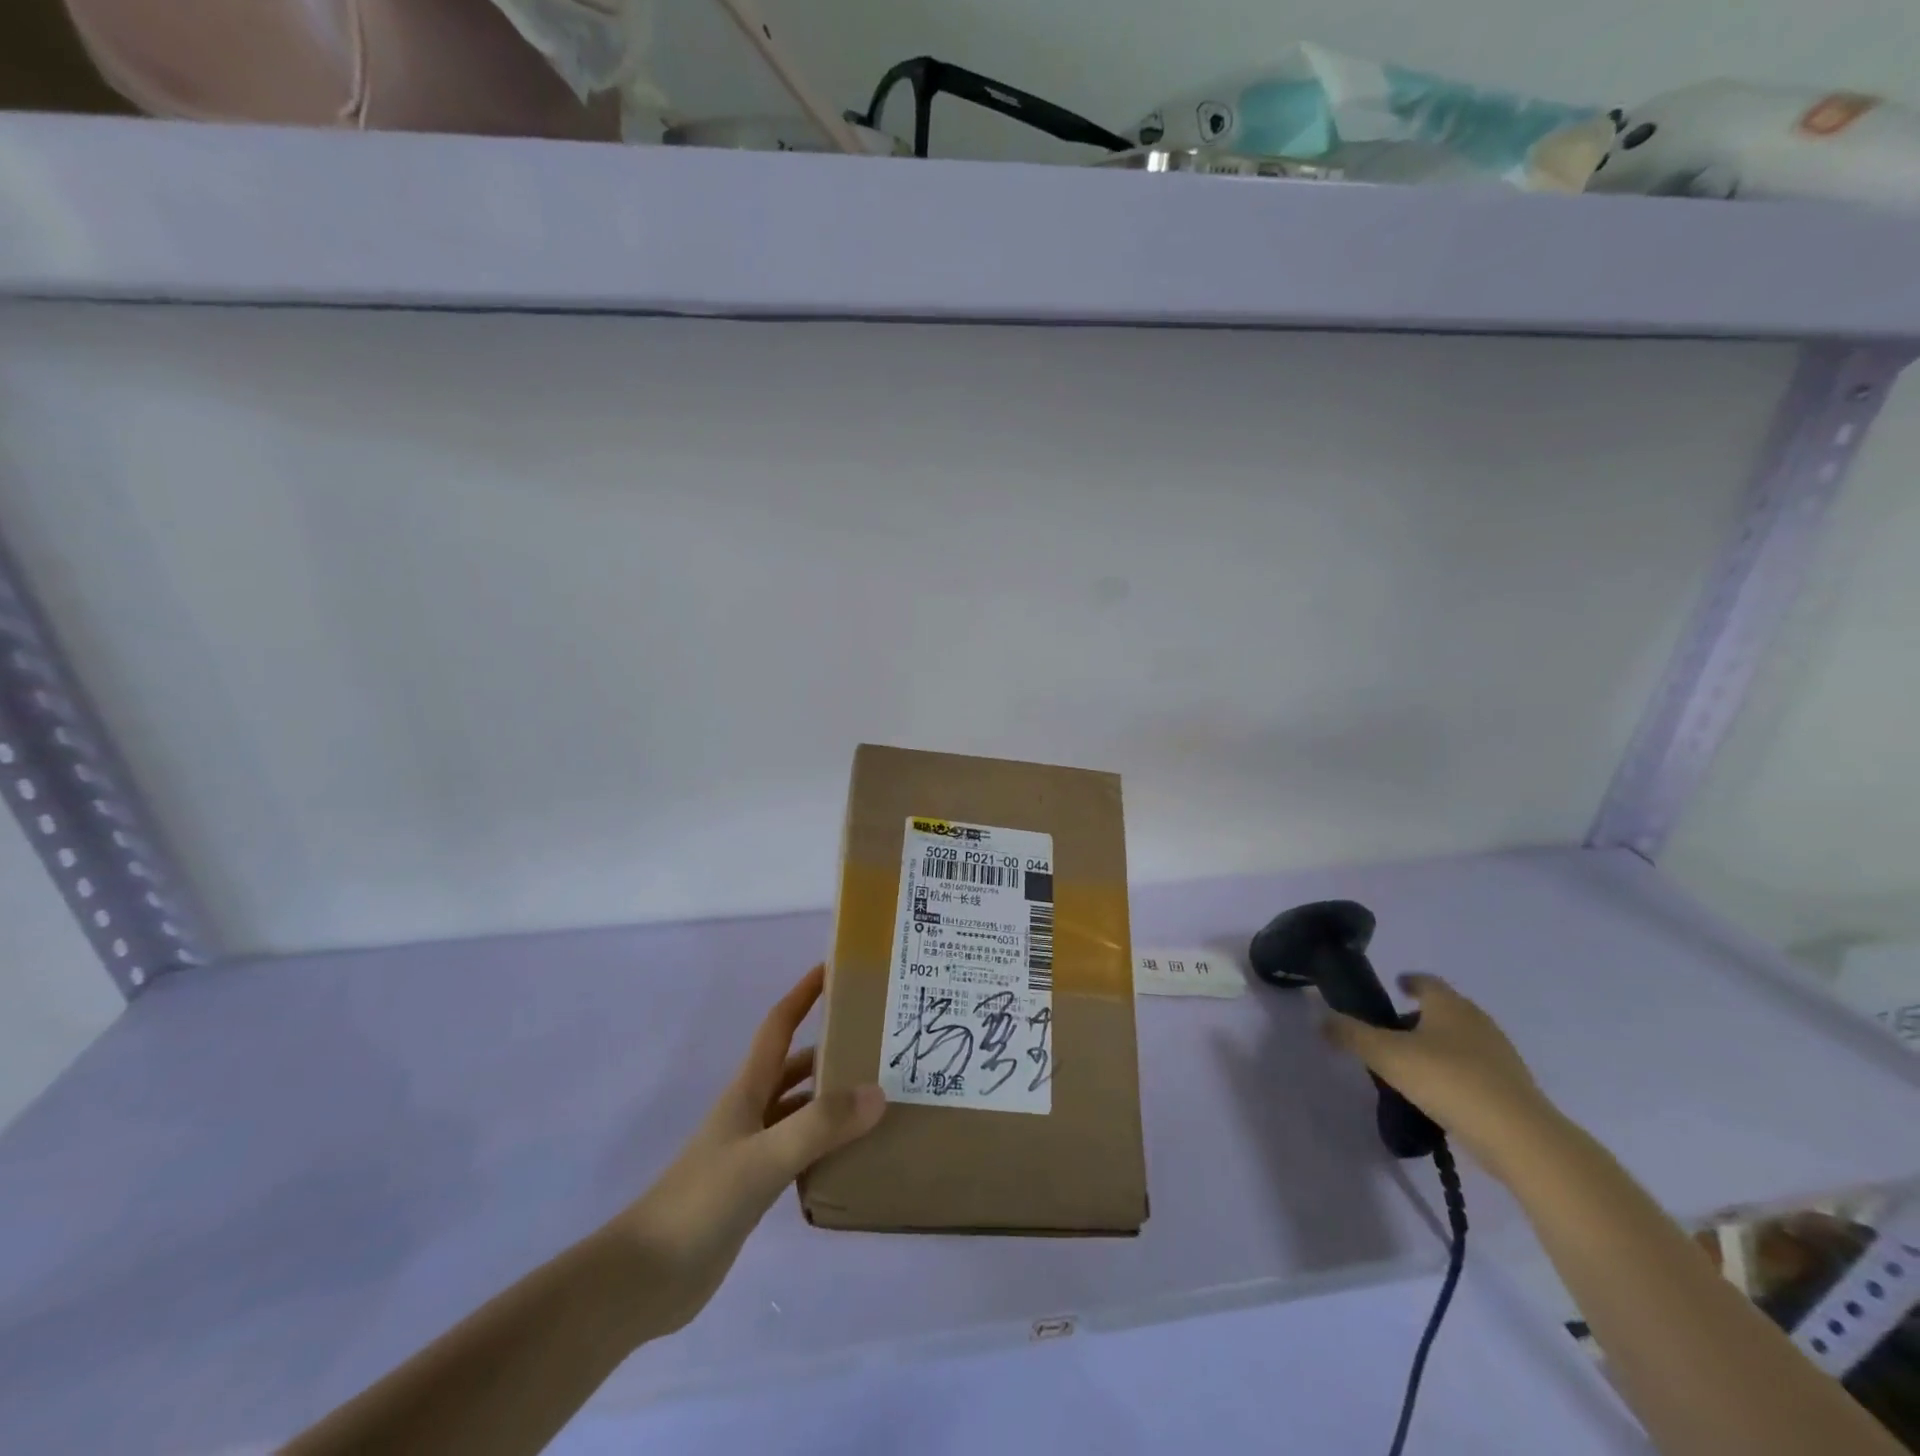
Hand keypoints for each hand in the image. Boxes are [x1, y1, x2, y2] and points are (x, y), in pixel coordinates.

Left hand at [604, 965, 884, 1333]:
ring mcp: (751, 1150)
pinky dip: (825, 1143)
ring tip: (879, 1096)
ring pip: (800, 1108)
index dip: (803, 994)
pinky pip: (799, 1149)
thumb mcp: (765, 1158)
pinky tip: (852, 1154)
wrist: (646, 1278)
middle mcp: (752, 1111)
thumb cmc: (701, 1202)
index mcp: (748, 1090)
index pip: (779, 1025)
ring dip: (832, 1097)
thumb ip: (820, 1125)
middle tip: (879, 1042)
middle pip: (796, 1066)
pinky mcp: (754, 1187)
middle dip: (832, 1047)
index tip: (835, 969)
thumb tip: (878, 1091)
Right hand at [1321, 973, 1561, 1177]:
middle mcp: (1477, 1021)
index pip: (1426, 981)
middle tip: (1392, 1030)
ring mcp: (1500, 1055)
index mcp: (1449, 1005)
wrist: (1520, 1138)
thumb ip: (1350, 1035)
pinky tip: (1439, 1093)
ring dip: (1439, 1046)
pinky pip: (1475, 1069)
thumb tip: (1321, 1019)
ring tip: (1412, 1064)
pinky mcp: (1512, 1088)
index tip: (1394, 987)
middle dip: (1420, 1016)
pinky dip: (1456, 1072)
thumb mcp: (1386, 1055)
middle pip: (1445, 1010)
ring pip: (1462, 1040)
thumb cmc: (1448, 1080)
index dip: (1408, 982)